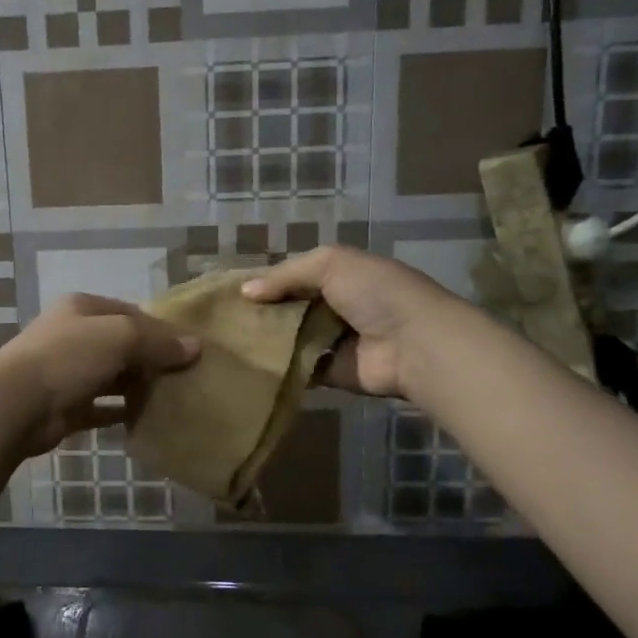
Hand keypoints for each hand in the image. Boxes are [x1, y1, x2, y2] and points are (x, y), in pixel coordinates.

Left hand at [0, 294, 199, 456]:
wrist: (16, 404)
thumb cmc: (68, 357)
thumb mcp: (120, 337)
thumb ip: (157, 341)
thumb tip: (195, 347)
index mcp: (83, 308)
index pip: (131, 313)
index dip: (161, 329)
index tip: (191, 349)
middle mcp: (75, 336)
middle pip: (123, 345)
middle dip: (152, 359)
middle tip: (187, 376)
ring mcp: (68, 372)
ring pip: (113, 376)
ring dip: (139, 386)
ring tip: (175, 398)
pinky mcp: (67, 407)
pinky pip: (102, 408)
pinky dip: (122, 413)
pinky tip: (149, 420)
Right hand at [243, 246, 451, 397]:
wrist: (414, 344)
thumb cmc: (375, 293)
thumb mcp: (330, 264)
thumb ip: (286, 274)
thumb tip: (245, 291)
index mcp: (341, 275)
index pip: (296, 276)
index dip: (267, 281)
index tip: (231, 291)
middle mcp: (337, 307)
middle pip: (290, 308)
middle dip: (262, 312)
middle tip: (223, 319)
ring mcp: (335, 341)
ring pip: (291, 338)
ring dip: (267, 339)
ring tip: (228, 341)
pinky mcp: (332, 373)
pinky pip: (299, 367)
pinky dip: (279, 366)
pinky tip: (248, 364)